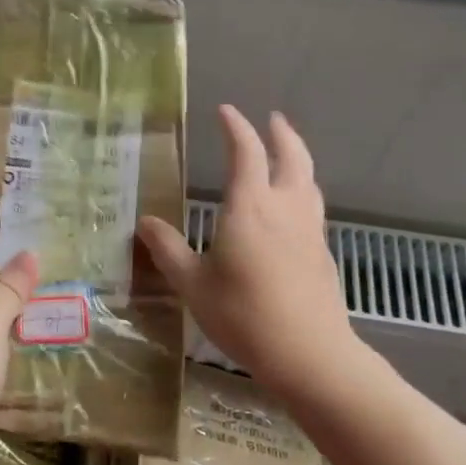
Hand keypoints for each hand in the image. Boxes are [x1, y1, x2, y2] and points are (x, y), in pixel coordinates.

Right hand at [139, 106, 358, 399]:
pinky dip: (302, 190)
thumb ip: (168, 250)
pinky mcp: (321, 252)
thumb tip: (144, 222)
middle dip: (281, 134)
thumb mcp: (193, 284)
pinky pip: (312, 207)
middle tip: (272, 119)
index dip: (236, 128)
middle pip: (292, 157)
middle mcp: (285, 209)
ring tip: (287, 155)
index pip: (246, 152)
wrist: (309, 353)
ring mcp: (309, 230)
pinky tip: (293, 209)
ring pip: (308, 180)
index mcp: (250, 208)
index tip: (226, 111)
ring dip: (297, 159)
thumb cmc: (243, 315)